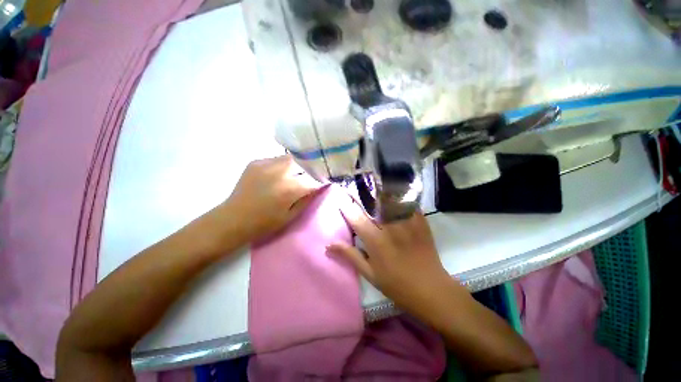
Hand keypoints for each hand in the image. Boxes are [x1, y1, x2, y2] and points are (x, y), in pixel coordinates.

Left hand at [222, 155, 324, 241]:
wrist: (234, 219)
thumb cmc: (265, 223)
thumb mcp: (291, 216)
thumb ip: (307, 199)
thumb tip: (318, 187)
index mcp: (290, 189)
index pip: (313, 179)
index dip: (320, 181)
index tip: (323, 183)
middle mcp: (280, 172)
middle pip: (304, 162)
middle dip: (310, 169)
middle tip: (310, 176)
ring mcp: (266, 164)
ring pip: (291, 158)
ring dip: (297, 165)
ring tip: (295, 174)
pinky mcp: (256, 162)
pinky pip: (276, 159)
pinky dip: (282, 165)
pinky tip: (279, 174)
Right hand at [327, 200, 457, 320]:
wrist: (430, 289)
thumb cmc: (396, 284)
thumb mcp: (369, 273)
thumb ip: (350, 255)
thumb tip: (329, 245)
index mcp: (375, 241)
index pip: (356, 218)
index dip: (347, 207)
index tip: (341, 200)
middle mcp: (390, 227)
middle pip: (374, 203)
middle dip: (364, 195)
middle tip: (358, 189)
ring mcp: (407, 223)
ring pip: (392, 199)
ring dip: (382, 192)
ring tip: (376, 185)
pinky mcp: (421, 222)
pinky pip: (409, 203)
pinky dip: (401, 197)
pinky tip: (397, 194)